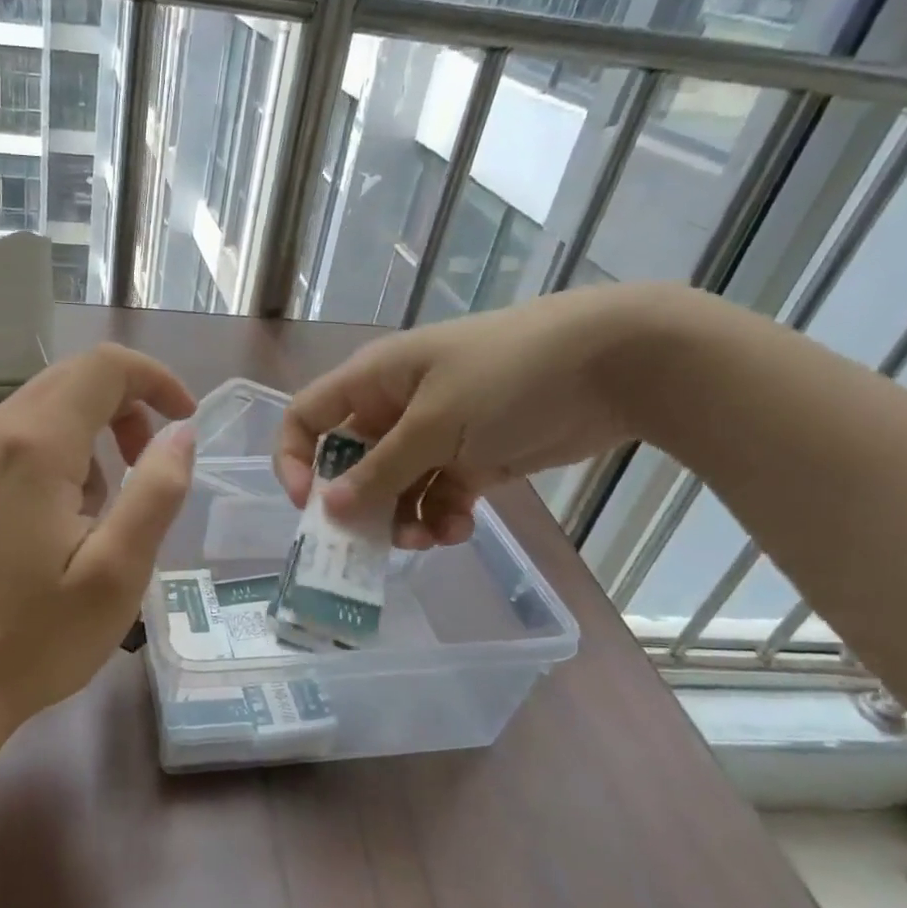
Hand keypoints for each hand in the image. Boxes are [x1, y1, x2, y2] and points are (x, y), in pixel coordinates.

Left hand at [0, 343, 196, 735]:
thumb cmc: (37, 636)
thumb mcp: (118, 570)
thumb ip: (158, 490)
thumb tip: (182, 433)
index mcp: (35, 444)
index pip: (105, 367)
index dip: (156, 380)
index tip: (186, 422)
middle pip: (74, 378)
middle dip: (128, 406)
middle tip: (152, 465)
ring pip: (48, 406)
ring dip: (96, 433)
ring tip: (108, 508)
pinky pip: (22, 437)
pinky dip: (62, 453)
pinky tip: (65, 517)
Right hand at [275, 285, 677, 547]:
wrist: (610, 364)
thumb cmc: (508, 376)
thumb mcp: (435, 424)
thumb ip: (380, 471)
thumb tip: (327, 509)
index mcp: (374, 381)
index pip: (308, 417)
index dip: (296, 459)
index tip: (310, 505)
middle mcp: (395, 408)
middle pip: (351, 464)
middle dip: (358, 505)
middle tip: (369, 543)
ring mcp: (434, 435)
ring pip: (394, 488)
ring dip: (401, 520)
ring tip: (426, 540)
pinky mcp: (471, 458)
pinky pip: (437, 497)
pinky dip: (441, 518)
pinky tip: (459, 530)